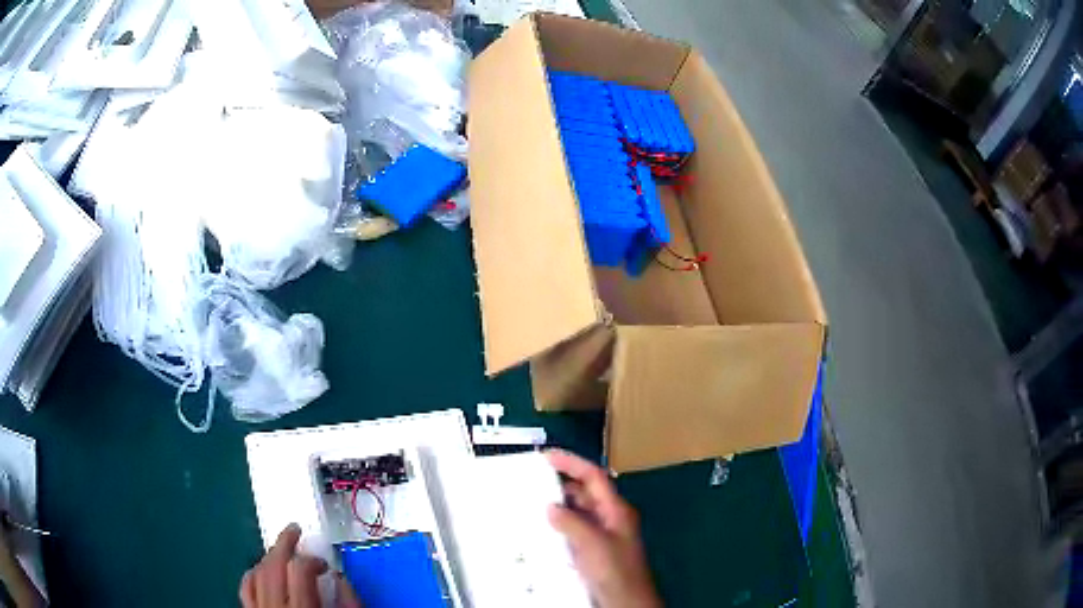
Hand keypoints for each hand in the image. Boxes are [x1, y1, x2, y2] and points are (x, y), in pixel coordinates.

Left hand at [240, 523, 361, 607]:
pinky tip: (261, 570)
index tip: (325, 566)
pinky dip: (252, 574)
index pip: (299, 570)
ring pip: (256, 573)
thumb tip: (341, 579)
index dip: (312, 560)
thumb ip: (351, 605)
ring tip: (281, 550)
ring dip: (268, 557)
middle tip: (294, 530)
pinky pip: (245, 589)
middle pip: (273, 565)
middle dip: (284, 543)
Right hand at [546, 450, 661, 607]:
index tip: (547, 455)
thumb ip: (572, 523)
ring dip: (558, 507)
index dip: (572, 463)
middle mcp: (610, 518)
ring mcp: (603, 535)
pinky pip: (573, 531)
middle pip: (585, 493)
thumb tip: (551, 507)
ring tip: (530, 503)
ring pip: (578, 513)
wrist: (625, 601)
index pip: (594, 477)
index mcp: (616, 510)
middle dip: (561, 484)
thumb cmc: (615, 570)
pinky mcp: (594, 552)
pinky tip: (541, 532)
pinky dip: (558, 527)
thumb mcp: (592, 544)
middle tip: (532, 480)